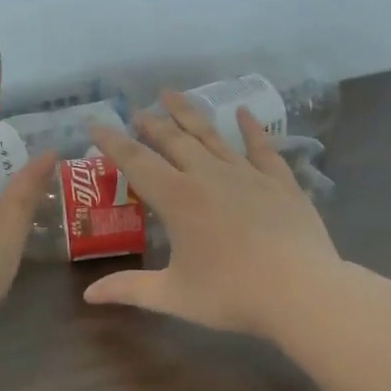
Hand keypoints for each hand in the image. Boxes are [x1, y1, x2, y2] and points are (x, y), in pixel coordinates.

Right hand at [83, 92, 341, 339]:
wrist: (302, 292)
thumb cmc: (232, 295)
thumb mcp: (173, 296)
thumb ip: (129, 289)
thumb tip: (89, 295)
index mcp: (178, 199)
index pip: (136, 162)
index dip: (113, 142)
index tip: (95, 125)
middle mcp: (209, 176)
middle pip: (174, 141)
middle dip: (151, 124)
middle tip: (137, 111)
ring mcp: (247, 175)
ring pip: (212, 136)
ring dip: (189, 114)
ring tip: (171, 94)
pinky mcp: (280, 182)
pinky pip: (262, 147)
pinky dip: (252, 128)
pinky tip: (244, 111)